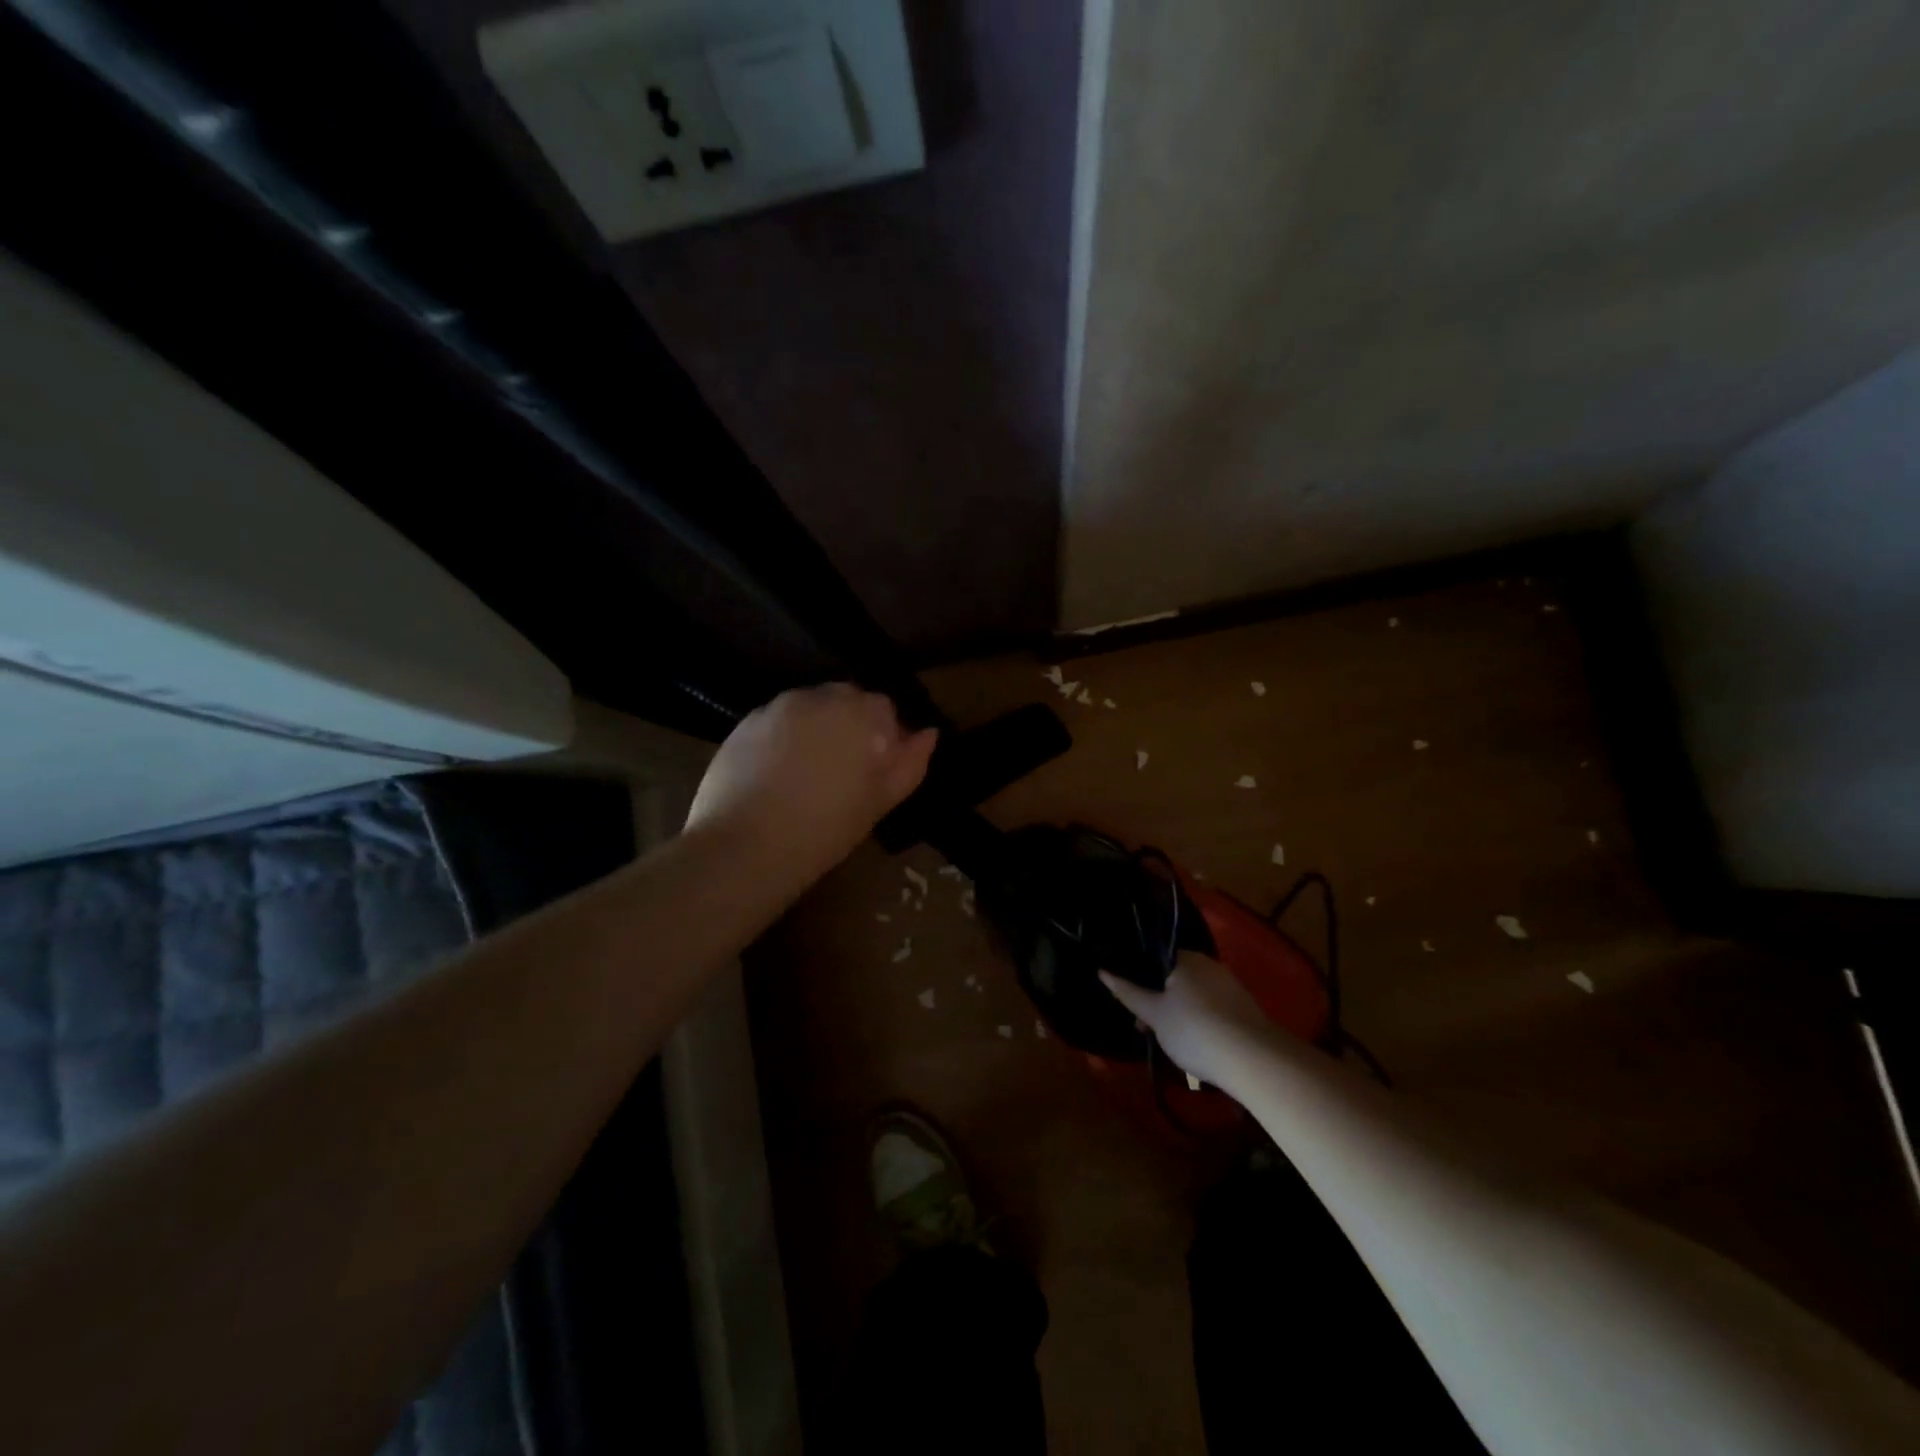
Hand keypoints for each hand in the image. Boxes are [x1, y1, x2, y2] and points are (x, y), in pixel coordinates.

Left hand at [686, 684, 937, 882]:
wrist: (745, 845)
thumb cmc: (826, 828)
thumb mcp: (880, 802)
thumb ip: (910, 762)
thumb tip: (928, 733)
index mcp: (863, 714)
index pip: (884, 710)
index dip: (881, 739)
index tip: (872, 772)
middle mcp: (822, 697)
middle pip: (845, 700)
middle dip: (848, 726)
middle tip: (840, 773)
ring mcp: (780, 705)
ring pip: (810, 708)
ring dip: (815, 729)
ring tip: (805, 774)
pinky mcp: (746, 720)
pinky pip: (777, 720)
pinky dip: (782, 737)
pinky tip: (774, 774)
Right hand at [1100, 952, 1273, 1089]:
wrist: (1253, 1060)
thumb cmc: (1194, 1030)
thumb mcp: (1154, 1014)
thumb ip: (1128, 993)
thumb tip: (1102, 971)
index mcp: (1185, 958)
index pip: (1154, 958)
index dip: (1138, 979)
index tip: (1131, 1003)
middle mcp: (1208, 965)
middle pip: (1173, 978)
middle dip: (1157, 1001)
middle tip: (1146, 1028)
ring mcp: (1229, 985)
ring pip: (1192, 995)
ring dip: (1177, 1013)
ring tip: (1169, 1042)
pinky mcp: (1244, 1008)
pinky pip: (1211, 1008)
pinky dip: (1199, 1021)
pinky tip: (1196, 1044)